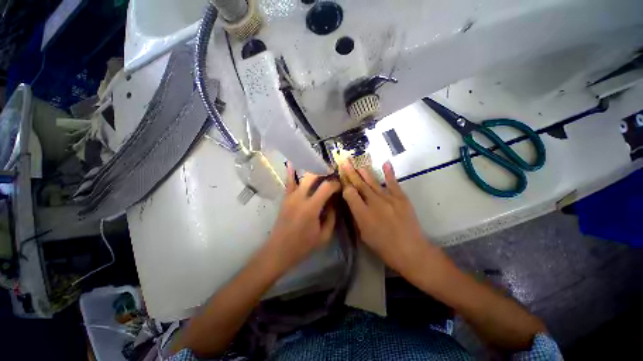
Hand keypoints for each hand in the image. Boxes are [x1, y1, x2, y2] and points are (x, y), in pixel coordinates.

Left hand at [265, 163, 340, 272]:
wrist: (279, 250)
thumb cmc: (303, 246)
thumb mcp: (324, 236)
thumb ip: (332, 217)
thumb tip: (334, 202)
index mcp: (311, 208)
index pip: (326, 187)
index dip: (335, 183)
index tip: (340, 185)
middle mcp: (300, 197)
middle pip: (313, 176)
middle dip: (324, 172)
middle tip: (332, 173)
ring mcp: (290, 196)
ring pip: (302, 176)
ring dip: (312, 171)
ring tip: (321, 169)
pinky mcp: (285, 198)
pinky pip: (288, 182)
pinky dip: (291, 171)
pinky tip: (292, 162)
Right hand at [340, 161, 438, 273]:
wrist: (411, 251)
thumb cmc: (384, 247)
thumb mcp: (364, 235)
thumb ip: (357, 216)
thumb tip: (352, 202)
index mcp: (363, 215)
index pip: (350, 194)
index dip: (345, 186)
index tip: (342, 180)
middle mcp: (374, 203)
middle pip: (360, 185)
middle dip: (351, 173)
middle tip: (345, 162)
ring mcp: (389, 199)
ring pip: (373, 182)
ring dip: (364, 172)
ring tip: (357, 163)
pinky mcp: (401, 198)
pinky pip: (393, 183)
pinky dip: (389, 173)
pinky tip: (385, 163)